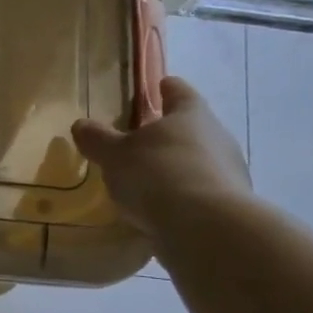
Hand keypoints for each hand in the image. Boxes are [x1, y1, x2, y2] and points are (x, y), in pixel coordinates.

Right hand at [71, 77, 251, 236]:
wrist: (206, 226)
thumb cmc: (157, 174)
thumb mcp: (115, 155)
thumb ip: (97, 139)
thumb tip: (81, 125)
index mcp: (190, 115)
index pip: (180, 92)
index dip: (167, 88)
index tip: (160, 86)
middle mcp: (217, 137)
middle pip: (193, 127)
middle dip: (170, 132)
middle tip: (144, 139)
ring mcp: (229, 171)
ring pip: (200, 160)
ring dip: (178, 166)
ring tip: (150, 180)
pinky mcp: (231, 205)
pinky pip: (201, 192)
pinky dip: (184, 195)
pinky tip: (164, 208)